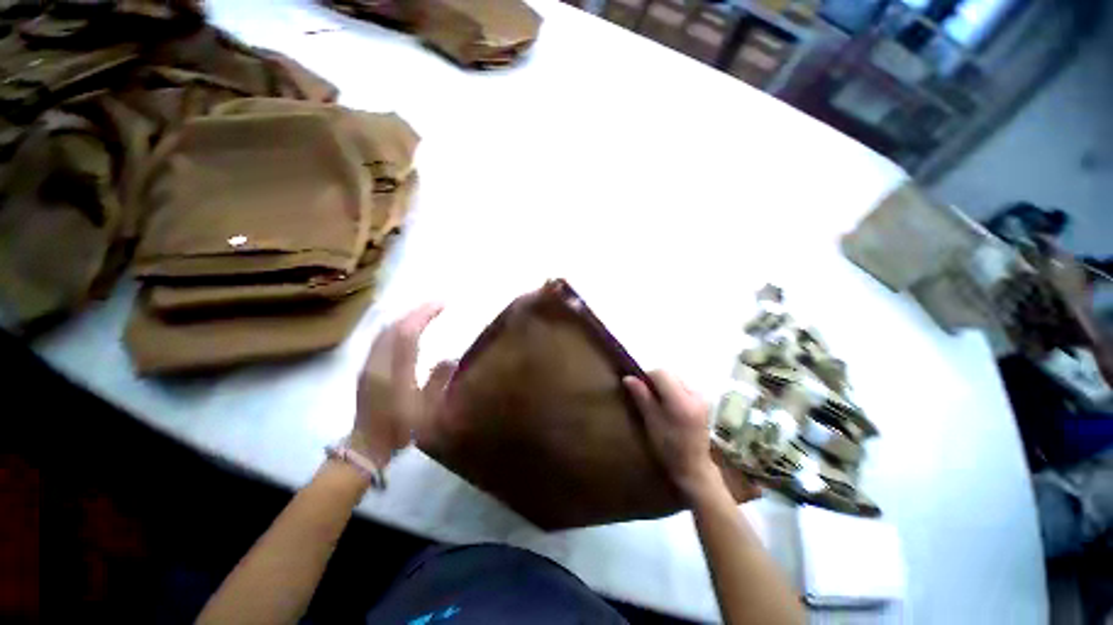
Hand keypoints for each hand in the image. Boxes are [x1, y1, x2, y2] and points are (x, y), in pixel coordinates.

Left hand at [350, 303, 456, 467]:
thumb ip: (439, 381)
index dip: (424, 315)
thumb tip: (452, 358)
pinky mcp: (366, 367)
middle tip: (436, 304)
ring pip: (385, 330)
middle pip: (393, 327)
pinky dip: (396, 326)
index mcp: (394, 374)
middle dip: (415, 311)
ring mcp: (368, 364)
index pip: (407, 334)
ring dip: (405, 316)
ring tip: (424, 312)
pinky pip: (381, 337)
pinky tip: (407, 327)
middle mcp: (378, 363)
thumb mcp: (428, 410)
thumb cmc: (401, 430)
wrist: (367, 445)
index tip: (442, 304)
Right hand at [624, 371, 721, 500]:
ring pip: (676, 378)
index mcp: (681, 401)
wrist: (693, 465)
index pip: (662, 373)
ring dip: (664, 385)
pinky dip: (673, 389)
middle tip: (647, 396)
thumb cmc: (668, 447)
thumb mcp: (651, 421)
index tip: (638, 387)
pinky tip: (670, 405)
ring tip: (658, 402)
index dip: (647, 377)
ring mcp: (701, 396)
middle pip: (670, 374)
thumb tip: (628, 377)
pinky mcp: (703, 400)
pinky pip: (683, 385)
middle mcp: (695, 394)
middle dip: (656, 381)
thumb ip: (642, 396)